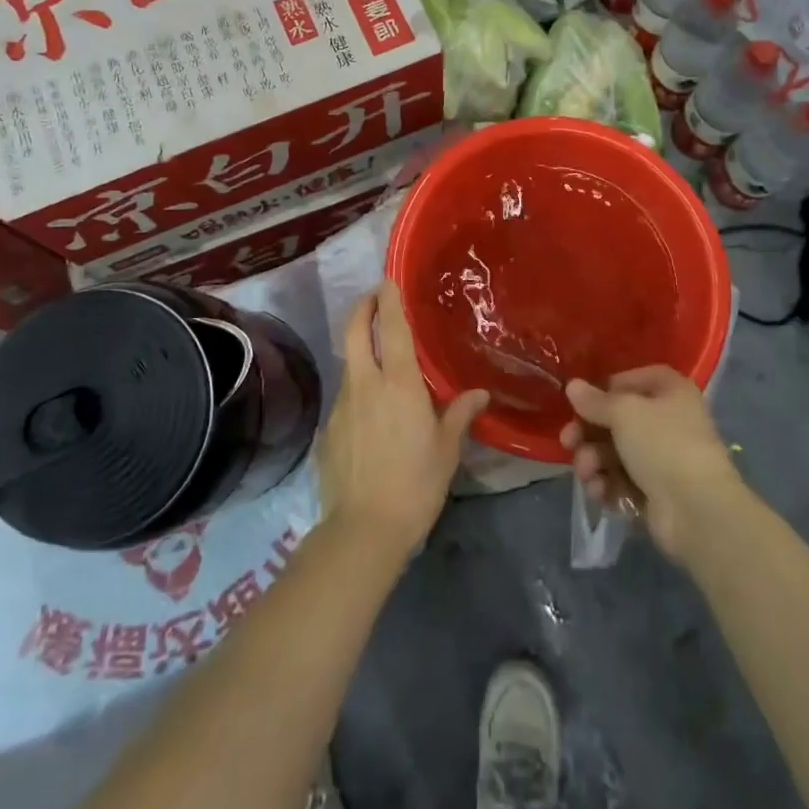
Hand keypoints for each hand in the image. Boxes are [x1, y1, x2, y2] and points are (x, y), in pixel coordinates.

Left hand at [317, 280, 488, 560]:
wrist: (364, 530)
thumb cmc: (416, 485)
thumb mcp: (446, 450)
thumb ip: (460, 415)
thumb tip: (479, 394)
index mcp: (399, 384)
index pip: (391, 329)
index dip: (389, 300)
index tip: (388, 279)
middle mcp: (366, 385)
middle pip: (354, 332)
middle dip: (361, 308)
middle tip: (373, 298)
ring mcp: (342, 406)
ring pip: (350, 365)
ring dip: (361, 353)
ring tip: (382, 365)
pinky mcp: (328, 430)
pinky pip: (346, 399)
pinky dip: (358, 392)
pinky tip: (372, 416)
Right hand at [560, 366, 745, 563]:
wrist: (696, 510)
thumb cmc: (662, 444)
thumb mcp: (623, 412)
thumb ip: (595, 400)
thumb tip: (573, 386)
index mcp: (672, 392)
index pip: (634, 379)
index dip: (607, 388)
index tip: (583, 400)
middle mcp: (670, 421)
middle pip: (619, 419)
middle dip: (589, 433)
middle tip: (568, 442)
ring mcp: (664, 459)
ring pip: (616, 453)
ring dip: (594, 461)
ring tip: (587, 473)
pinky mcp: (656, 492)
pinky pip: (623, 481)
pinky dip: (608, 485)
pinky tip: (600, 492)